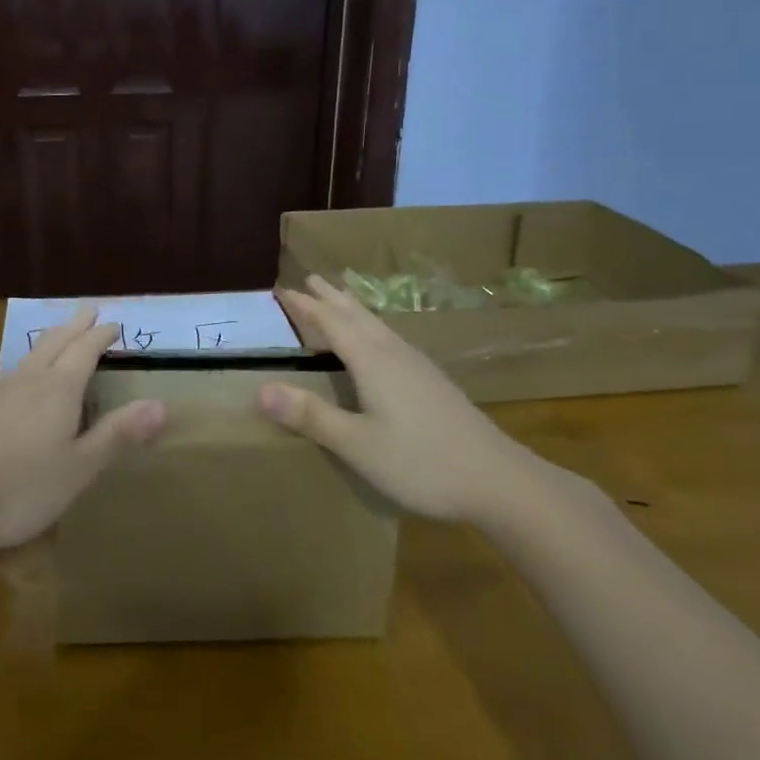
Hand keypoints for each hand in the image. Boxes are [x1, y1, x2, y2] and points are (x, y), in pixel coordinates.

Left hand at [0, 307, 165, 559]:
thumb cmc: (18, 488)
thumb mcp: (78, 469)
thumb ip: (117, 436)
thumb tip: (162, 405)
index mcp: (57, 390)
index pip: (84, 351)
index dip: (101, 335)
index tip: (114, 322)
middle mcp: (26, 382)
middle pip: (54, 343)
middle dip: (74, 326)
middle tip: (87, 310)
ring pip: (28, 357)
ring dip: (48, 342)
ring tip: (56, 338)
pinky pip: (8, 377)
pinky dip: (25, 367)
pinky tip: (16, 385)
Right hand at [260, 275, 546, 523]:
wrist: (499, 480)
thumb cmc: (421, 462)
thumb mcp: (357, 444)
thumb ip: (311, 416)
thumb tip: (260, 389)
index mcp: (372, 361)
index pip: (331, 322)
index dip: (306, 306)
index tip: (282, 289)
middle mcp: (394, 354)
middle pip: (357, 315)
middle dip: (330, 297)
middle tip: (309, 278)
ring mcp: (418, 366)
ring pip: (377, 325)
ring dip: (352, 309)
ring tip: (339, 298)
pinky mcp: (433, 382)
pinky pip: (390, 339)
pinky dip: (371, 328)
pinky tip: (379, 344)